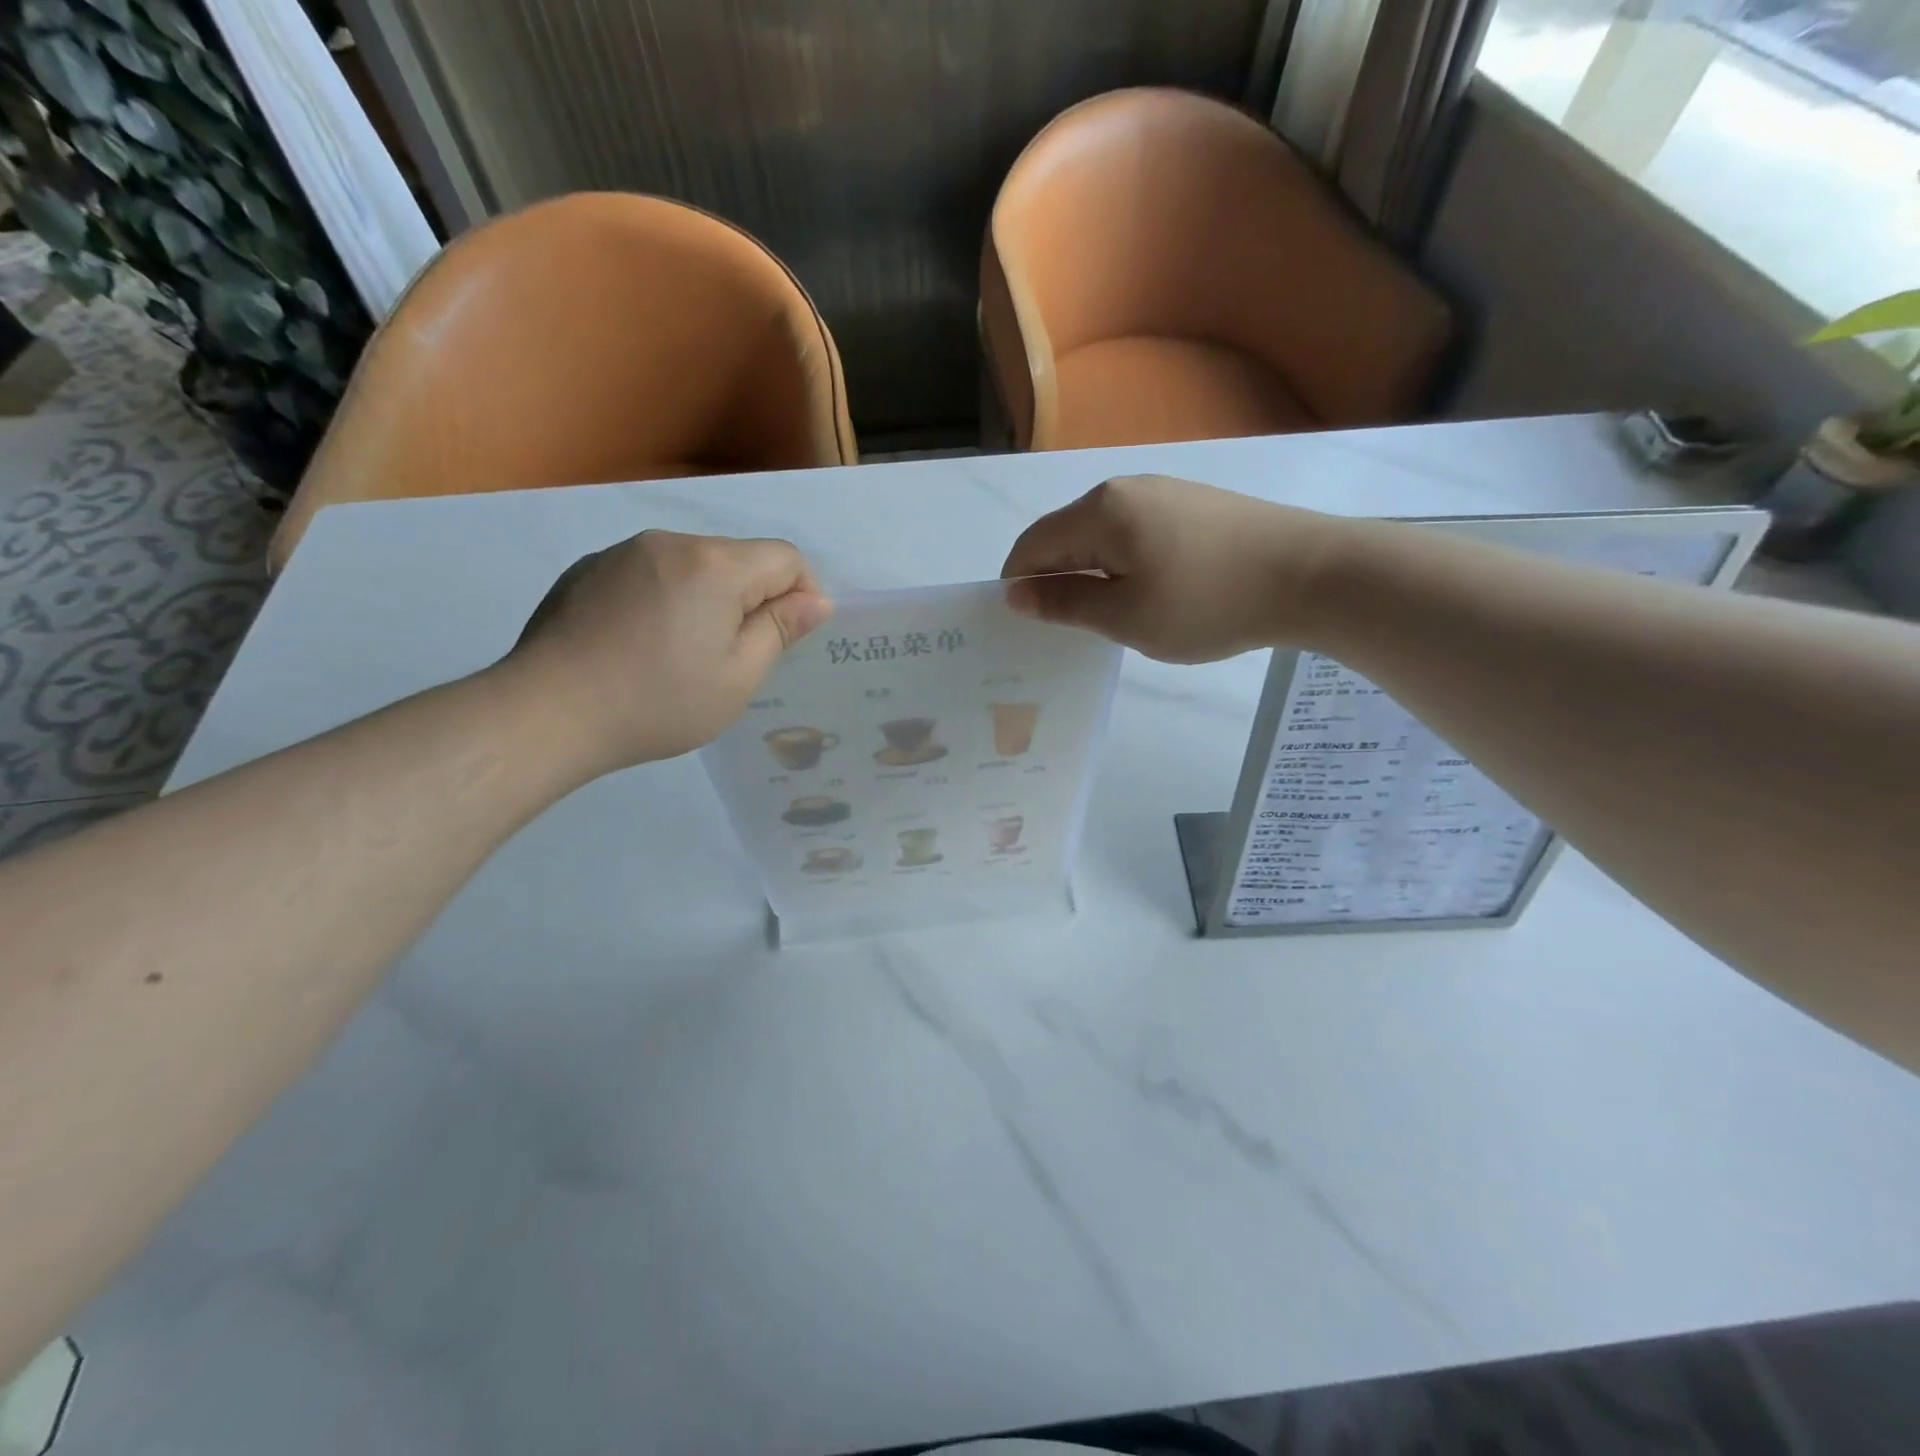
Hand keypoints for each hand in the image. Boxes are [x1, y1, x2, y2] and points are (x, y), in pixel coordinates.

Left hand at [506, 530, 831, 773]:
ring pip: (691, 566)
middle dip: (751, 599)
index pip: (786, 559)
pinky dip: (662, 600)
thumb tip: (816, 601)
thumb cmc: (658, 702)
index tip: (788, 639)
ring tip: (681, 654)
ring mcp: (622, 553)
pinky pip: (648, 575)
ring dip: (706, 599)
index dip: (803, 594)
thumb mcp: (738, 677)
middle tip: (733, 658)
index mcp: (715, 566)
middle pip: (737, 559)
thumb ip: (780, 630)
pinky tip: (638, 646)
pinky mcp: (587, 570)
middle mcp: (670, 543)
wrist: (546, 712)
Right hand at [1001, 475, 1346, 662]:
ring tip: (1108, 617)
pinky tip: (1147, 595)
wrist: (1311, 575)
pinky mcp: (1193, 506)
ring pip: (1102, 536)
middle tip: (1065, 630)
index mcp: (1100, 511)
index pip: (1033, 544)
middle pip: (1066, 536)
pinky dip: (1123, 565)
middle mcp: (1125, 489)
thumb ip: (1065, 604)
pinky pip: (1135, 534)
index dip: (1018, 584)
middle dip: (1055, 580)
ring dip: (1090, 574)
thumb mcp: (1126, 616)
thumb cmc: (1206, 602)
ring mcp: (1163, 493)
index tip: (1022, 625)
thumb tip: (1015, 594)